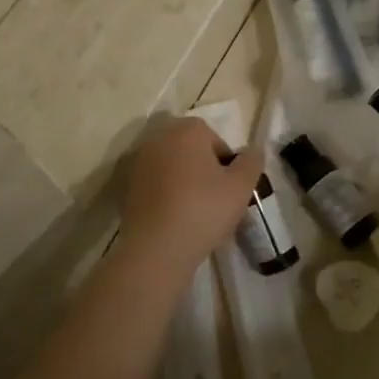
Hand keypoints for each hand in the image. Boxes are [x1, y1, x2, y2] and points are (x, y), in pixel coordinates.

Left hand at [117, 116, 263, 278]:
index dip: (226, 163)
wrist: (156, 248)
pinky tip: (172, 217)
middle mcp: (159, 137)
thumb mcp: (242, 186)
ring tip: (193, 211)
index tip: (229, 188)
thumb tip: (253, 150)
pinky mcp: (125, 185)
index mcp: (187, 130)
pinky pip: (153, 184)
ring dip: (182, 180)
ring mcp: (138, 161)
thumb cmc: (204, 210)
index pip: (215, 139)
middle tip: (214, 198)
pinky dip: (163, 194)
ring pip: (170, 166)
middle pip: (190, 149)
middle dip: (202, 168)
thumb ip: (252, 161)